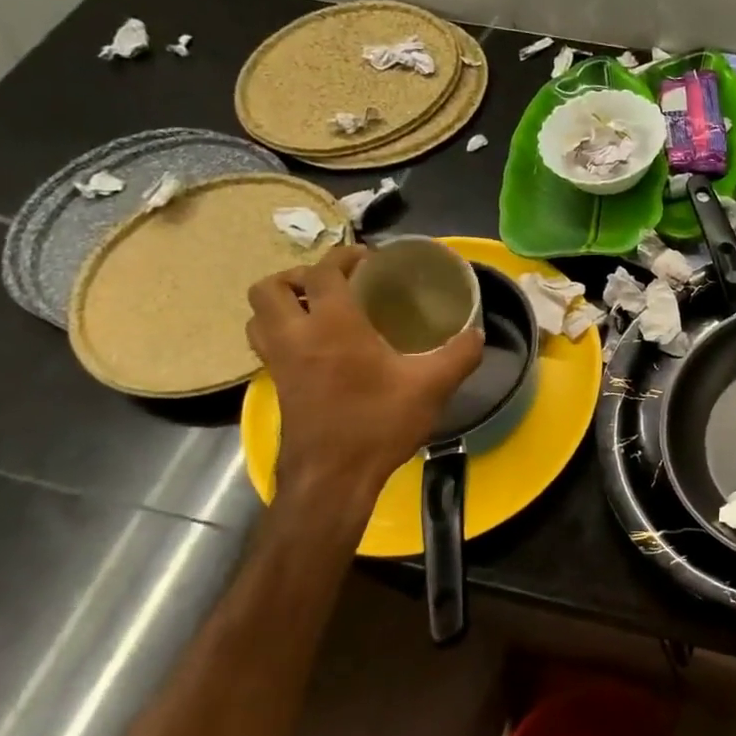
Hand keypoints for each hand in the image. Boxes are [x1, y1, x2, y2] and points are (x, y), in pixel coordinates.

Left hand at [247, 247, 483, 497]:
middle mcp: (296, 337)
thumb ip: (459, 355)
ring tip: (318, 310)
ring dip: (282, 304)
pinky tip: (319, 348)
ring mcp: (280, 364)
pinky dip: (283, 332)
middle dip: (297, 277)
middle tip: (333, 285)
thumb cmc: (378, 424)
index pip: (322, 273)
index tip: (368, 260)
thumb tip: (477, 333)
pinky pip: (266, 344)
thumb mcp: (431, 386)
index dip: (343, 257)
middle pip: (270, 288)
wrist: (333, 478)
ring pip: (258, 316)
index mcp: (333, 326)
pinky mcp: (278, 387)